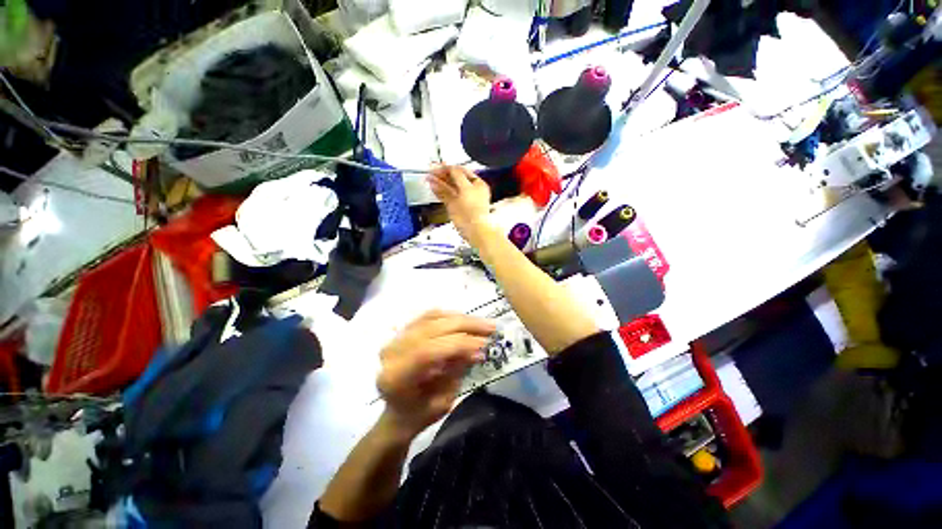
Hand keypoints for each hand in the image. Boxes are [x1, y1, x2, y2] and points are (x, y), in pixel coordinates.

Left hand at [377, 310, 495, 437]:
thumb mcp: (444, 400)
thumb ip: (457, 370)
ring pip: (432, 318)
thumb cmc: (421, 414)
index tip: (484, 344)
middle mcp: (392, 352)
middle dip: (465, 325)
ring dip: (460, 319)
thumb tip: (478, 347)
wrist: (399, 411)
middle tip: (490, 327)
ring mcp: (396, 338)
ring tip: (482, 323)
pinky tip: (465, 320)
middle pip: (431, 328)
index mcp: (396, 377)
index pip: (428, 351)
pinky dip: (449, 316)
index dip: (458, 344)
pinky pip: (429, 316)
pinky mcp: (403, 331)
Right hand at [428, 166, 492, 245]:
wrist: (474, 229)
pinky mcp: (455, 208)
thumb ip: (457, 176)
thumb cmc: (475, 211)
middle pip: (455, 179)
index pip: (462, 172)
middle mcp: (470, 191)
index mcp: (478, 185)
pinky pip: (446, 196)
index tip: (440, 165)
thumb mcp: (466, 188)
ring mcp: (462, 200)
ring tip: (429, 177)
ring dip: (439, 182)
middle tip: (432, 170)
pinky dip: (439, 191)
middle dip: (443, 174)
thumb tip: (450, 167)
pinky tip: (433, 186)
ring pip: (449, 188)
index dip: (451, 167)